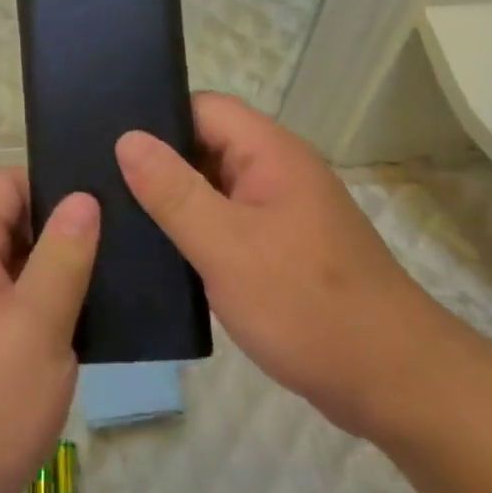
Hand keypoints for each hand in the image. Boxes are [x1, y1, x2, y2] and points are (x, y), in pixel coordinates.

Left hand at [0, 169, 97, 492]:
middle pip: (16, 222)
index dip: (53, 181)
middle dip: (66, 227)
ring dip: (65, 270)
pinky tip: (99, 319)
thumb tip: (83, 196)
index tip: (106, 195)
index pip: (6, 183)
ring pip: (23, 268)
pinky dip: (54, 307)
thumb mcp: (35, 324)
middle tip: (129, 235)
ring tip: (124, 271)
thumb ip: (63, 255)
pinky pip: (21, 308)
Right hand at [116, 94, 457, 440]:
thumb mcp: (228, 246)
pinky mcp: (278, 248)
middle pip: (204, 144)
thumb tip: (127, 138)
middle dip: (156, 162)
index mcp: (270, 152)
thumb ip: (174, 192)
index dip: (155, 117)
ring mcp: (279, 210)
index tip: (104, 138)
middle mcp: (275, 170)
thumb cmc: (307, 305)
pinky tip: (154, 251)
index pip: (201, 107)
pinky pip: (224, 222)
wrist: (394, 384)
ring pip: (211, 187)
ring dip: (172, 200)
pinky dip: (192, 231)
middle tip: (97, 179)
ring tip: (113, 213)